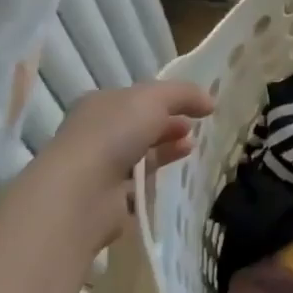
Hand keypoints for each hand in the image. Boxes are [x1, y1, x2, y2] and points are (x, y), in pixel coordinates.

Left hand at [23, 80, 213, 252]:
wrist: (82, 192)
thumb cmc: (114, 133)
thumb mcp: (154, 99)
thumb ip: (183, 94)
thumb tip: (210, 101)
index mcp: (100, 104)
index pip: (137, 97)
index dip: (166, 99)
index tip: (195, 106)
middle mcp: (96, 133)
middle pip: (138, 125)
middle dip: (168, 124)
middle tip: (193, 128)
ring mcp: (99, 167)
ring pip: (138, 154)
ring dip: (165, 149)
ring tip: (190, 148)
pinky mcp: (106, 198)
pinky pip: (137, 183)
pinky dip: (155, 178)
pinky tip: (173, 176)